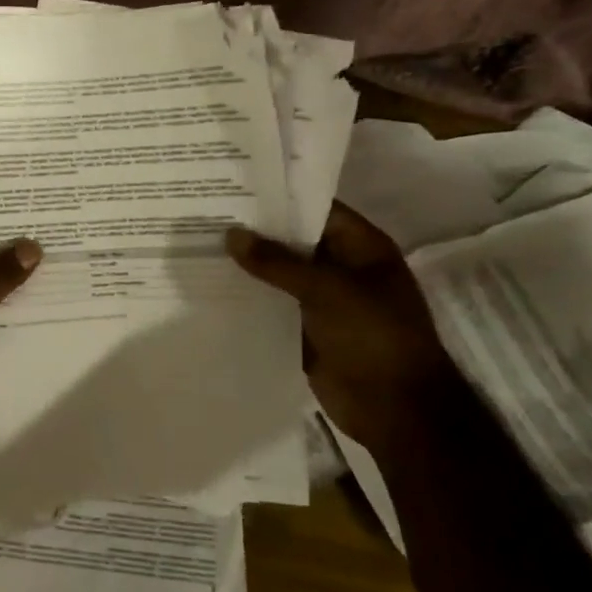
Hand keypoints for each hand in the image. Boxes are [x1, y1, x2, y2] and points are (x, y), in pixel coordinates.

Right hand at [227, 204, 461, 450]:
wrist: (394, 408)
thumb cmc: (373, 337)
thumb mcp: (327, 290)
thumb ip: (277, 262)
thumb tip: (231, 234)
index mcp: (361, 248)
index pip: (316, 208)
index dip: (279, 196)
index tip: (233, 184)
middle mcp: (341, 268)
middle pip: (292, 240)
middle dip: (254, 230)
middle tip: (203, 212)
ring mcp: (322, 300)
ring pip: (278, 274)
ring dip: (246, 265)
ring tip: (196, 244)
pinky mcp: (304, 328)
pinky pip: (271, 305)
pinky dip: (246, 297)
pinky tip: (209, 286)